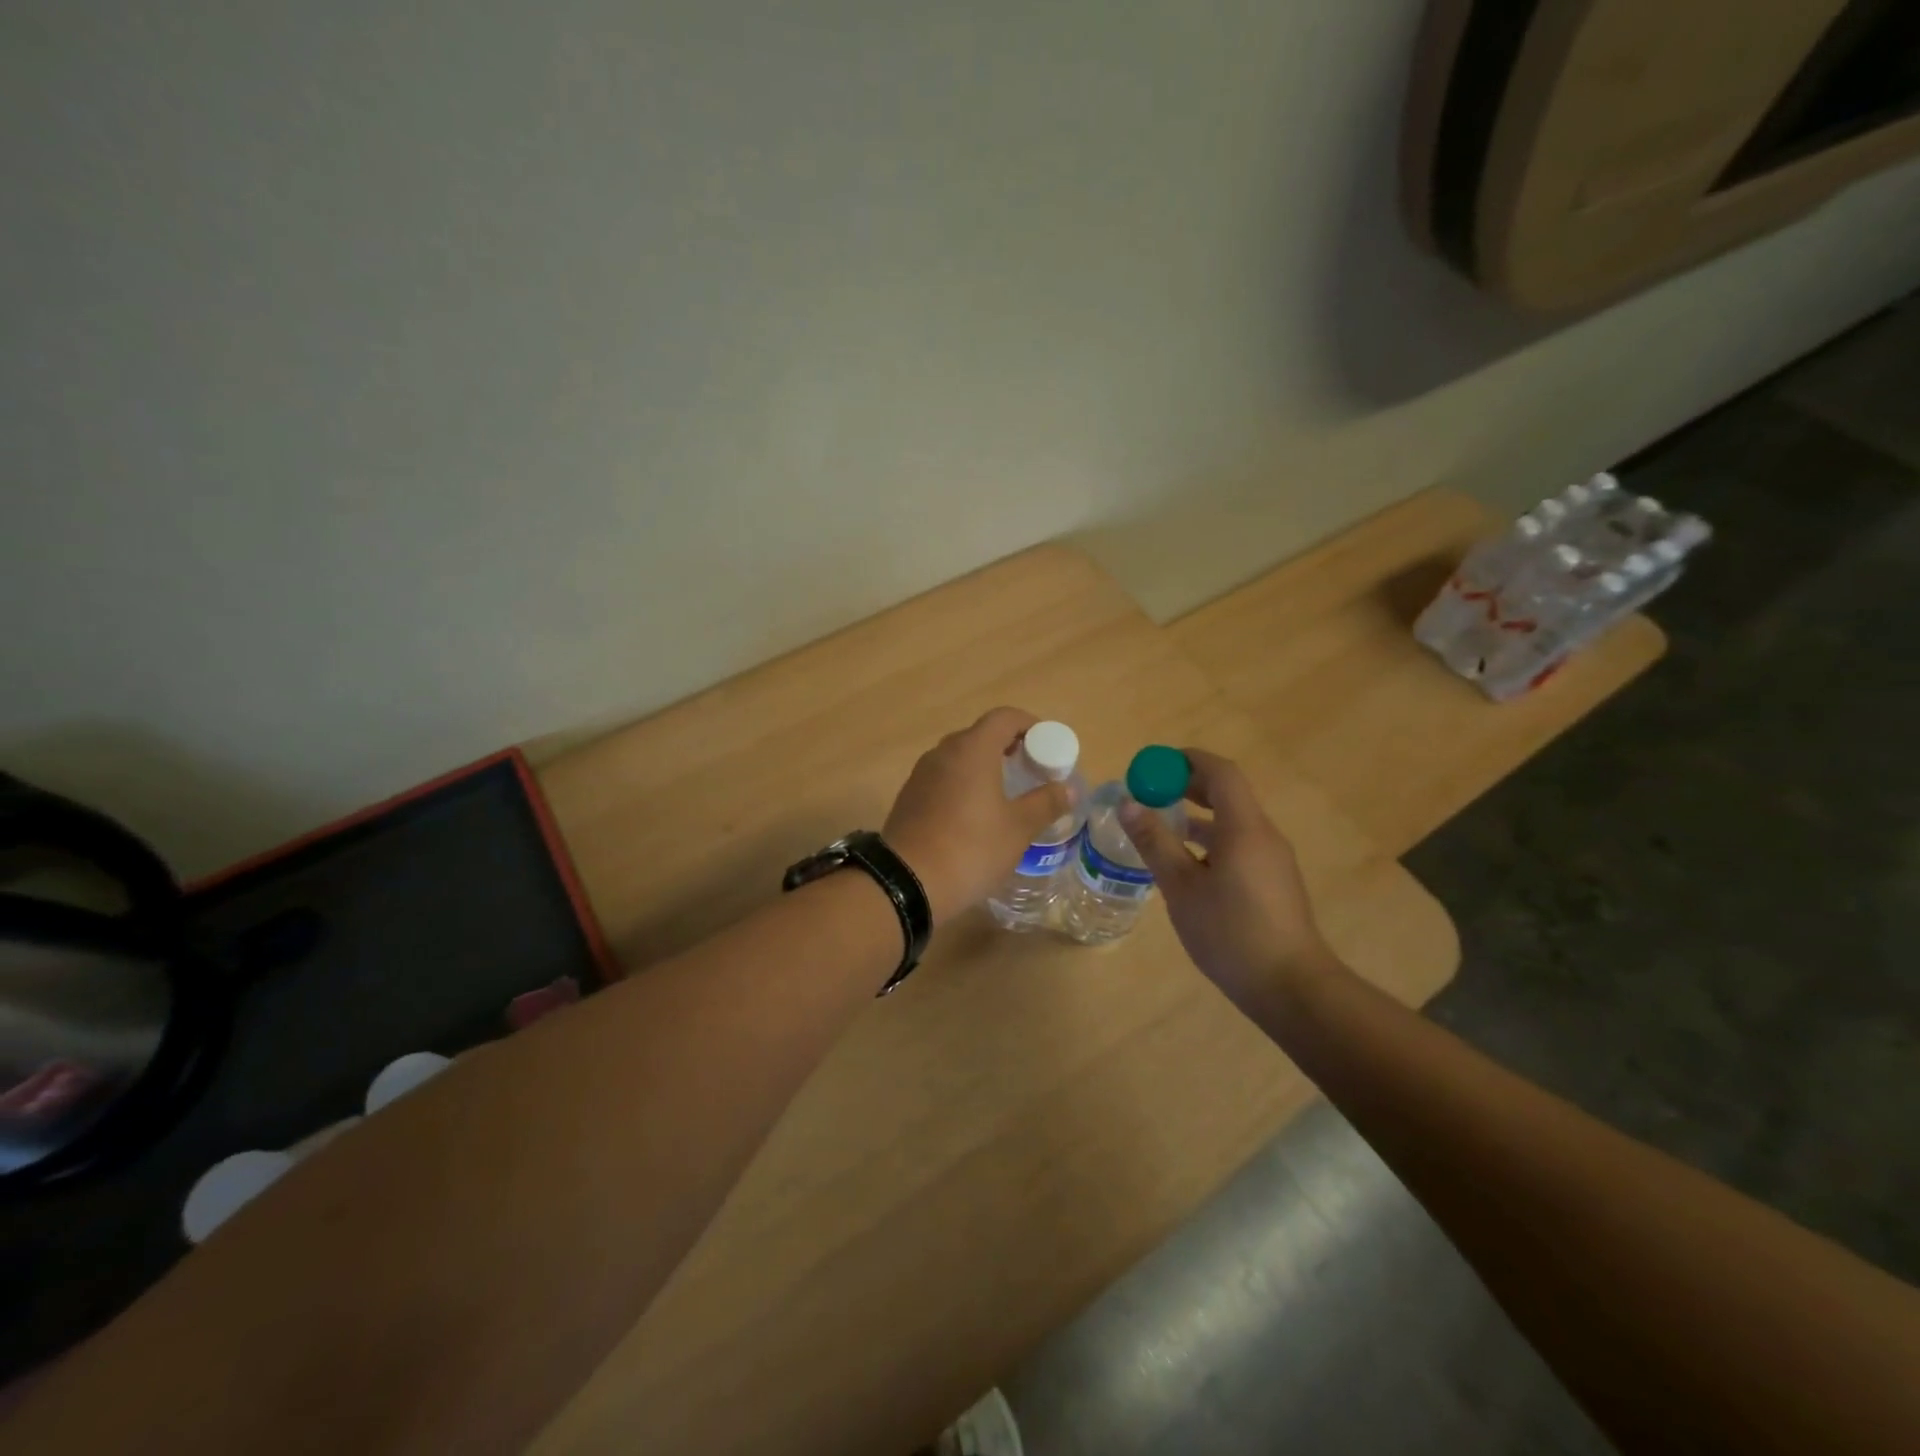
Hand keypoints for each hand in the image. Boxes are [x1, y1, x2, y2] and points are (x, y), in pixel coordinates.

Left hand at [884, 708, 1072, 925]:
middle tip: (1030, 771)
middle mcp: (943, 752)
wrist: (907, 883)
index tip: (1046, 746)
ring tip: (1005, 794)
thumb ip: (1046, 803)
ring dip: (984, 766)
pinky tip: (974, 815)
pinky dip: (963, 784)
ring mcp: (921, 774)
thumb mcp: (1018, 828)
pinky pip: (943, 778)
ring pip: (959, 758)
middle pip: (980, 735)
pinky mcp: (909, 797)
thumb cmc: (971, 848)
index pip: (1004, 717)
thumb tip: (1068, 788)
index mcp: (972, 749)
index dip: (1029, 725)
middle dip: (1008, 746)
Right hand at [1118, 748, 1339, 1008]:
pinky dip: (1211, 839)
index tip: (1154, 765)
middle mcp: (1263, 834)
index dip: (1187, 760)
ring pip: (1232, 821)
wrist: (1290, 987)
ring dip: (1198, 814)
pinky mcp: (1273, 880)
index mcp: (1244, 828)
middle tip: (1150, 792)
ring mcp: (1272, 858)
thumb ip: (1154, 842)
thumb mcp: (1181, 887)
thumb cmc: (1230, 933)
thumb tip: (1128, 803)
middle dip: (1188, 785)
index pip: (1220, 772)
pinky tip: (1186, 865)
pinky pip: (1239, 843)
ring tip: (1161, 826)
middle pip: (1227, 793)